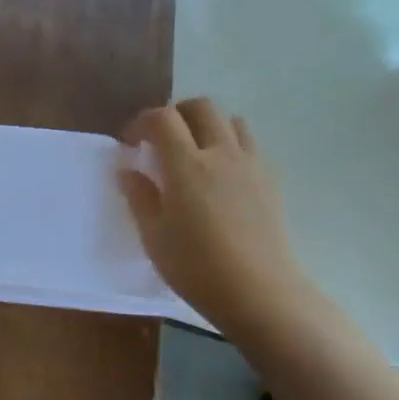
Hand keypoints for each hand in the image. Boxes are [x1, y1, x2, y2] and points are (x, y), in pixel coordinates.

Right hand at [118, 98, 315, 337]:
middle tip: (159, 141)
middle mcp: (221, 154)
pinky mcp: (270, 181)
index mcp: (187, 165)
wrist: (259, 292)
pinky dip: (229, 146)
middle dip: (175, 114)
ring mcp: (251, 165)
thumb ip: (139, 195)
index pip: (162, 118)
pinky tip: (219, 177)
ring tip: (192, 154)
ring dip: (207, 127)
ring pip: (231, 121)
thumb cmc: (195, 265)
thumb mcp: (153, 234)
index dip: (141, 123)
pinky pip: (249, 146)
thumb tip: (128, 169)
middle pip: (201, 107)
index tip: (130, 144)